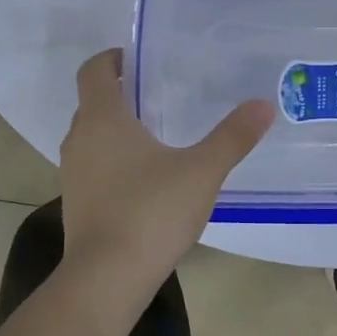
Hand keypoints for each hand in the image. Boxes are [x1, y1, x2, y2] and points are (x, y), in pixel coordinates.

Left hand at [58, 49, 273, 292]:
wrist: (107, 278)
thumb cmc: (151, 211)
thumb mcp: (202, 171)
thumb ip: (233, 136)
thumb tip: (263, 104)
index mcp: (102, 118)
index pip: (93, 70)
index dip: (112, 57)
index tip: (137, 58)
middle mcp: (80, 139)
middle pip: (92, 101)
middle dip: (121, 93)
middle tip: (159, 93)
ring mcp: (73, 173)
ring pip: (91, 136)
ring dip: (116, 128)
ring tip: (157, 133)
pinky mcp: (76, 202)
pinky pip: (93, 165)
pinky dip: (113, 159)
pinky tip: (146, 177)